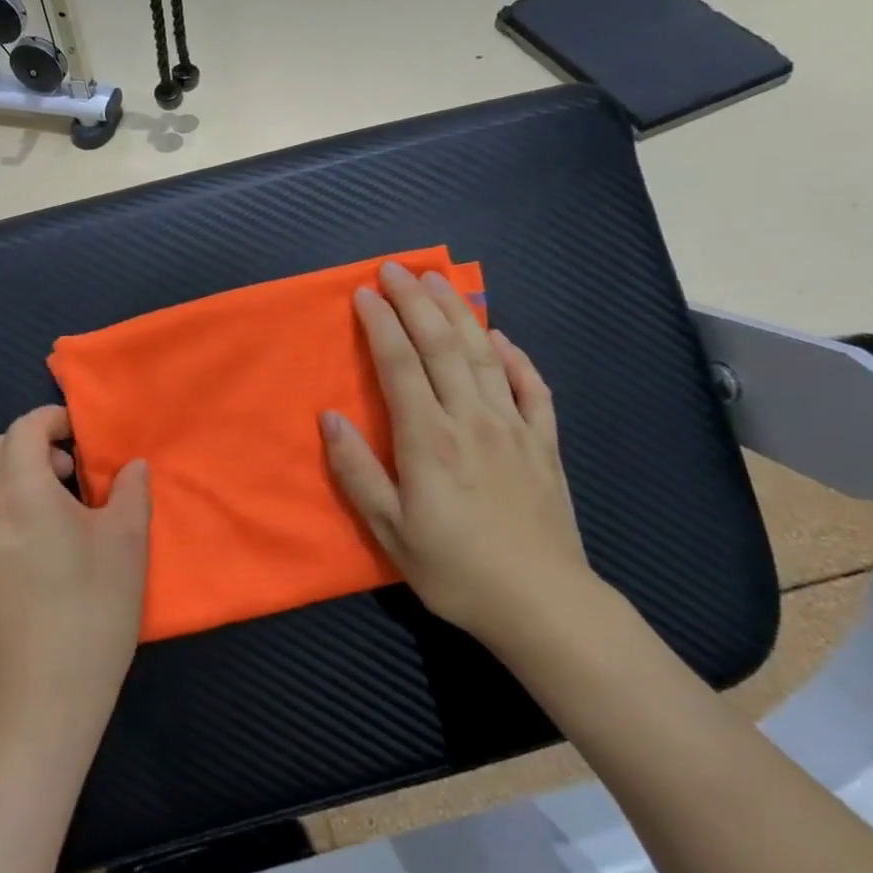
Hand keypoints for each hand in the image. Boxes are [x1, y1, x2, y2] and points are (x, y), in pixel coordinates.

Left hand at [0, 405, 150, 752]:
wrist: (41, 701)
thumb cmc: (92, 614)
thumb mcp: (127, 546)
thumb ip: (130, 492)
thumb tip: (130, 465)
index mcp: (22, 493)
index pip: (24, 430)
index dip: (51, 420)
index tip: (77, 435)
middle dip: (22, 444)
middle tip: (61, 472)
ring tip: (37, 504)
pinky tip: (17, 542)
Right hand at [320, 260, 596, 653]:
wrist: (543, 604)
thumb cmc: (455, 569)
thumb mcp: (389, 530)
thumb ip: (357, 470)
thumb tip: (328, 418)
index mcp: (429, 438)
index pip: (400, 364)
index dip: (380, 323)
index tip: (364, 293)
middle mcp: (471, 418)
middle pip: (442, 345)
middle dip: (416, 301)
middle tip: (396, 268)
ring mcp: (514, 427)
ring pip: (485, 355)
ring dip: (459, 313)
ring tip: (440, 281)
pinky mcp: (544, 443)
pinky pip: (532, 387)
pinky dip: (516, 357)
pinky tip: (502, 337)